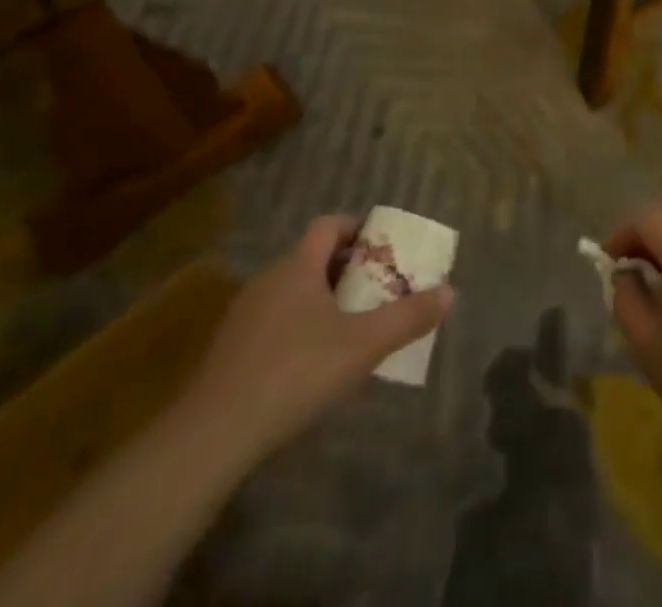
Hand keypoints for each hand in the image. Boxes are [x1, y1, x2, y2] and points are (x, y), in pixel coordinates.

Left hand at [179, 216, 453, 459]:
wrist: (211, 436)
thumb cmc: (295, 373)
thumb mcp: (363, 345)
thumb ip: (408, 317)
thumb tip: (450, 292)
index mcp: (298, 266)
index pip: (329, 225)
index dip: (357, 229)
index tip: (381, 248)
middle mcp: (268, 279)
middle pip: (312, 258)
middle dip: (347, 269)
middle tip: (376, 291)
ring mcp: (244, 315)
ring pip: (292, 291)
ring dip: (322, 300)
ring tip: (350, 329)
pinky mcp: (228, 351)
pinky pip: (273, 322)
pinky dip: (297, 328)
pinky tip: (310, 366)